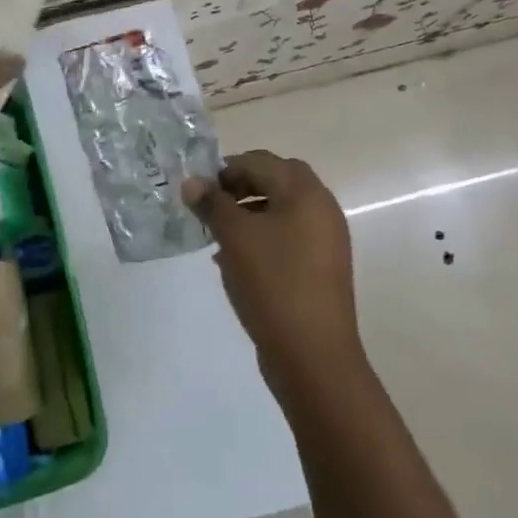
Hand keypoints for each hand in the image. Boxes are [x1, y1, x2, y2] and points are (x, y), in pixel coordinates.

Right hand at [183, 151, 361, 376]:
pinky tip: (233, 260)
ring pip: (281, 211)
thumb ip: (212, 204)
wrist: (313, 355)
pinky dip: (261, 237)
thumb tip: (192, 182)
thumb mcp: (234, 237)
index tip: (198, 188)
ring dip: (248, 213)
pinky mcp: (320, 269)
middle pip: (276, 181)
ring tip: (216, 234)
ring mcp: (325, 241)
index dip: (227, 168)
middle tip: (210, 205)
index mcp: (306, 194)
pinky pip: (287, 238)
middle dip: (240, 187)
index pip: (262, 161)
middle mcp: (322, 210)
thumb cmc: (273, 283)